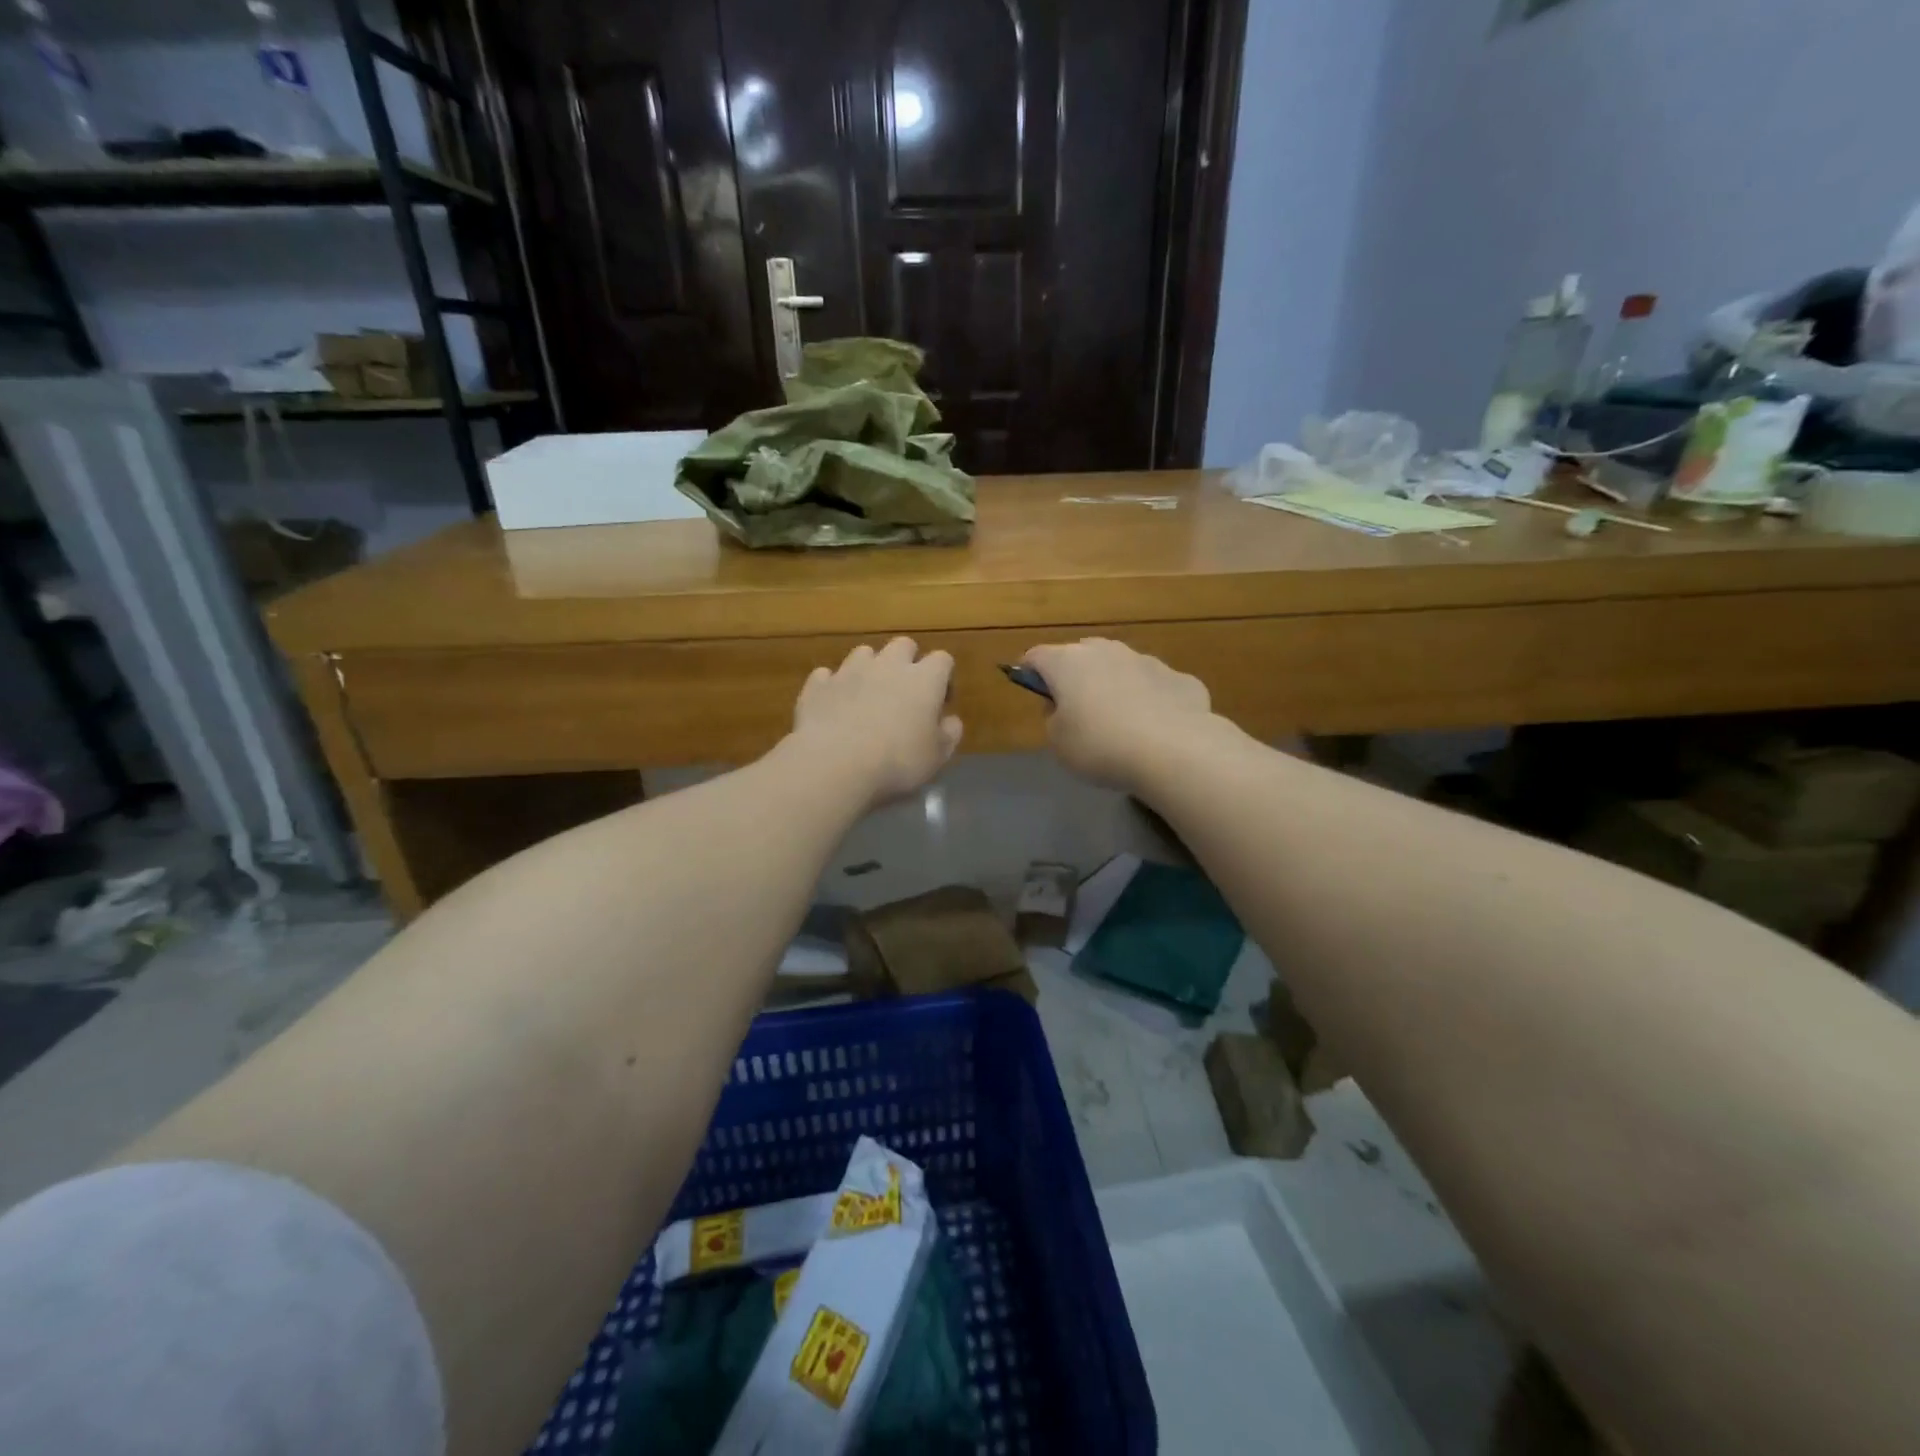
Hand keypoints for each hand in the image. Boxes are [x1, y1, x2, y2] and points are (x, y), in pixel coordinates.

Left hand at [789, 639, 962, 808]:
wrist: (834, 764)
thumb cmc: (897, 762)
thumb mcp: (937, 757)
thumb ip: (949, 734)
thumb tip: (951, 720)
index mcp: (924, 679)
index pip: (943, 659)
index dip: (944, 677)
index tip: (940, 701)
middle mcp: (888, 665)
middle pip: (903, 645)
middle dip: (907, 662)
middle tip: (905, 693)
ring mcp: (849, 671)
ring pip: (864, 653)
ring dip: (869, 668)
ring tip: (867, 696)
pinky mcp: (818, 685)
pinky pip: (827, 676)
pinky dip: (833, 686)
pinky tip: (833, 706)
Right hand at [1023, 639, 1214, 791]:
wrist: (1174, 750)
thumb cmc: (1100, 745)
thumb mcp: (1058, 743)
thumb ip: (1053, 718)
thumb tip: (1063, 706)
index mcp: (1067, 662)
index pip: (1036, 656)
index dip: (1029, 672)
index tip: (1031, 689)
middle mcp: (1106, 651)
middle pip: (1081, 655)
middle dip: (1076, 676)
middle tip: (1077, 710)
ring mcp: (1147, 660)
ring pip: (1122, 667)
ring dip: (1115, 685)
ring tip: (1120, 722)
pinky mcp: (1180, 678)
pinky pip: (1156, 687)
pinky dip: (1151, 701)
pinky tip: (1157, 730)